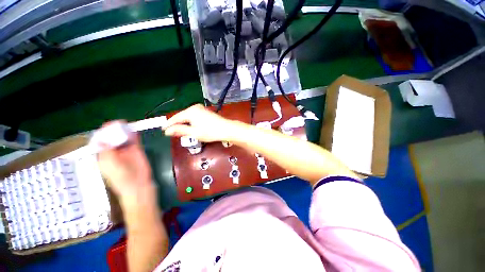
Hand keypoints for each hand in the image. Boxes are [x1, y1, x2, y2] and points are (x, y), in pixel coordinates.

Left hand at [97, 121, 153, 205]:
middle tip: (117, 124)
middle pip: (112, 137)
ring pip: (123, 137)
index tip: (107, 126)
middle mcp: (114, 151)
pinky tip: (133, 130)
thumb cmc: (121, 178)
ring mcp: (126, 150)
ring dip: (123, 131)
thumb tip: (102, 139)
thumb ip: (106, 152)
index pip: (101, 141)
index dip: (103, 133)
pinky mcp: (136, 150)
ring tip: (125, 124)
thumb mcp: (110, 165)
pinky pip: (134, 140)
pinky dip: (133, 135)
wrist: (138, 184)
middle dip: (113, 130)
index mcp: (104, 155)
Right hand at [163, 104, 237, 141]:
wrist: (226, 129)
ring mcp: (201, 109)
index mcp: (190, 111)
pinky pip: (193, 116)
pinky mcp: (205, 111)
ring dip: (183, 123)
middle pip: (182, 116)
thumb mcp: (194, 133)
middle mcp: (195, 107)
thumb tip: (167, 131)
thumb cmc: (210, 132)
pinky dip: (190, 121)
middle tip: (171, 132)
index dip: (169, 124)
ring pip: (188, 116)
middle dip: (177, 124)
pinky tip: (190, 126)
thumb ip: (180, 130)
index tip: (163, 130)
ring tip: (179, 130)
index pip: (176, 118)